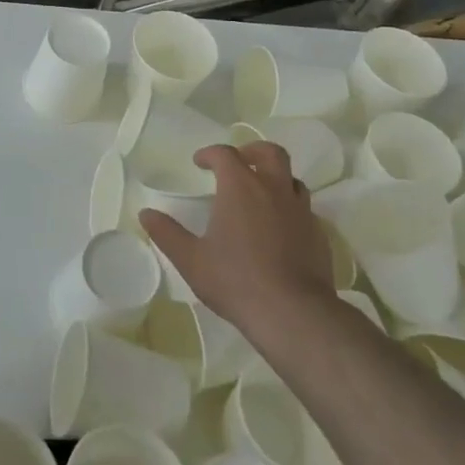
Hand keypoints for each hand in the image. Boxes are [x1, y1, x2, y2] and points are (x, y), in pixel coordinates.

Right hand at [139, 142, 333, 338]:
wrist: (293, 313)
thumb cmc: (235, 280)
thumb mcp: (190, 259)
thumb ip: (167, 233)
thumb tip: (145, 214)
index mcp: (240, 187)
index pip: (225, 154)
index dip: (210, 153)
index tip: (199, 163)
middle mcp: (274, 189)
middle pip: (270, 153)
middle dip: (252, 151)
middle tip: (240, 161)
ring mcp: (301, 211)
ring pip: (292, 179)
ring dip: (275, 179)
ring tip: (261, 194)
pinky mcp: (319, 234)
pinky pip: (304, 210)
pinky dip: (290, 209)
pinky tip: (280, 229)